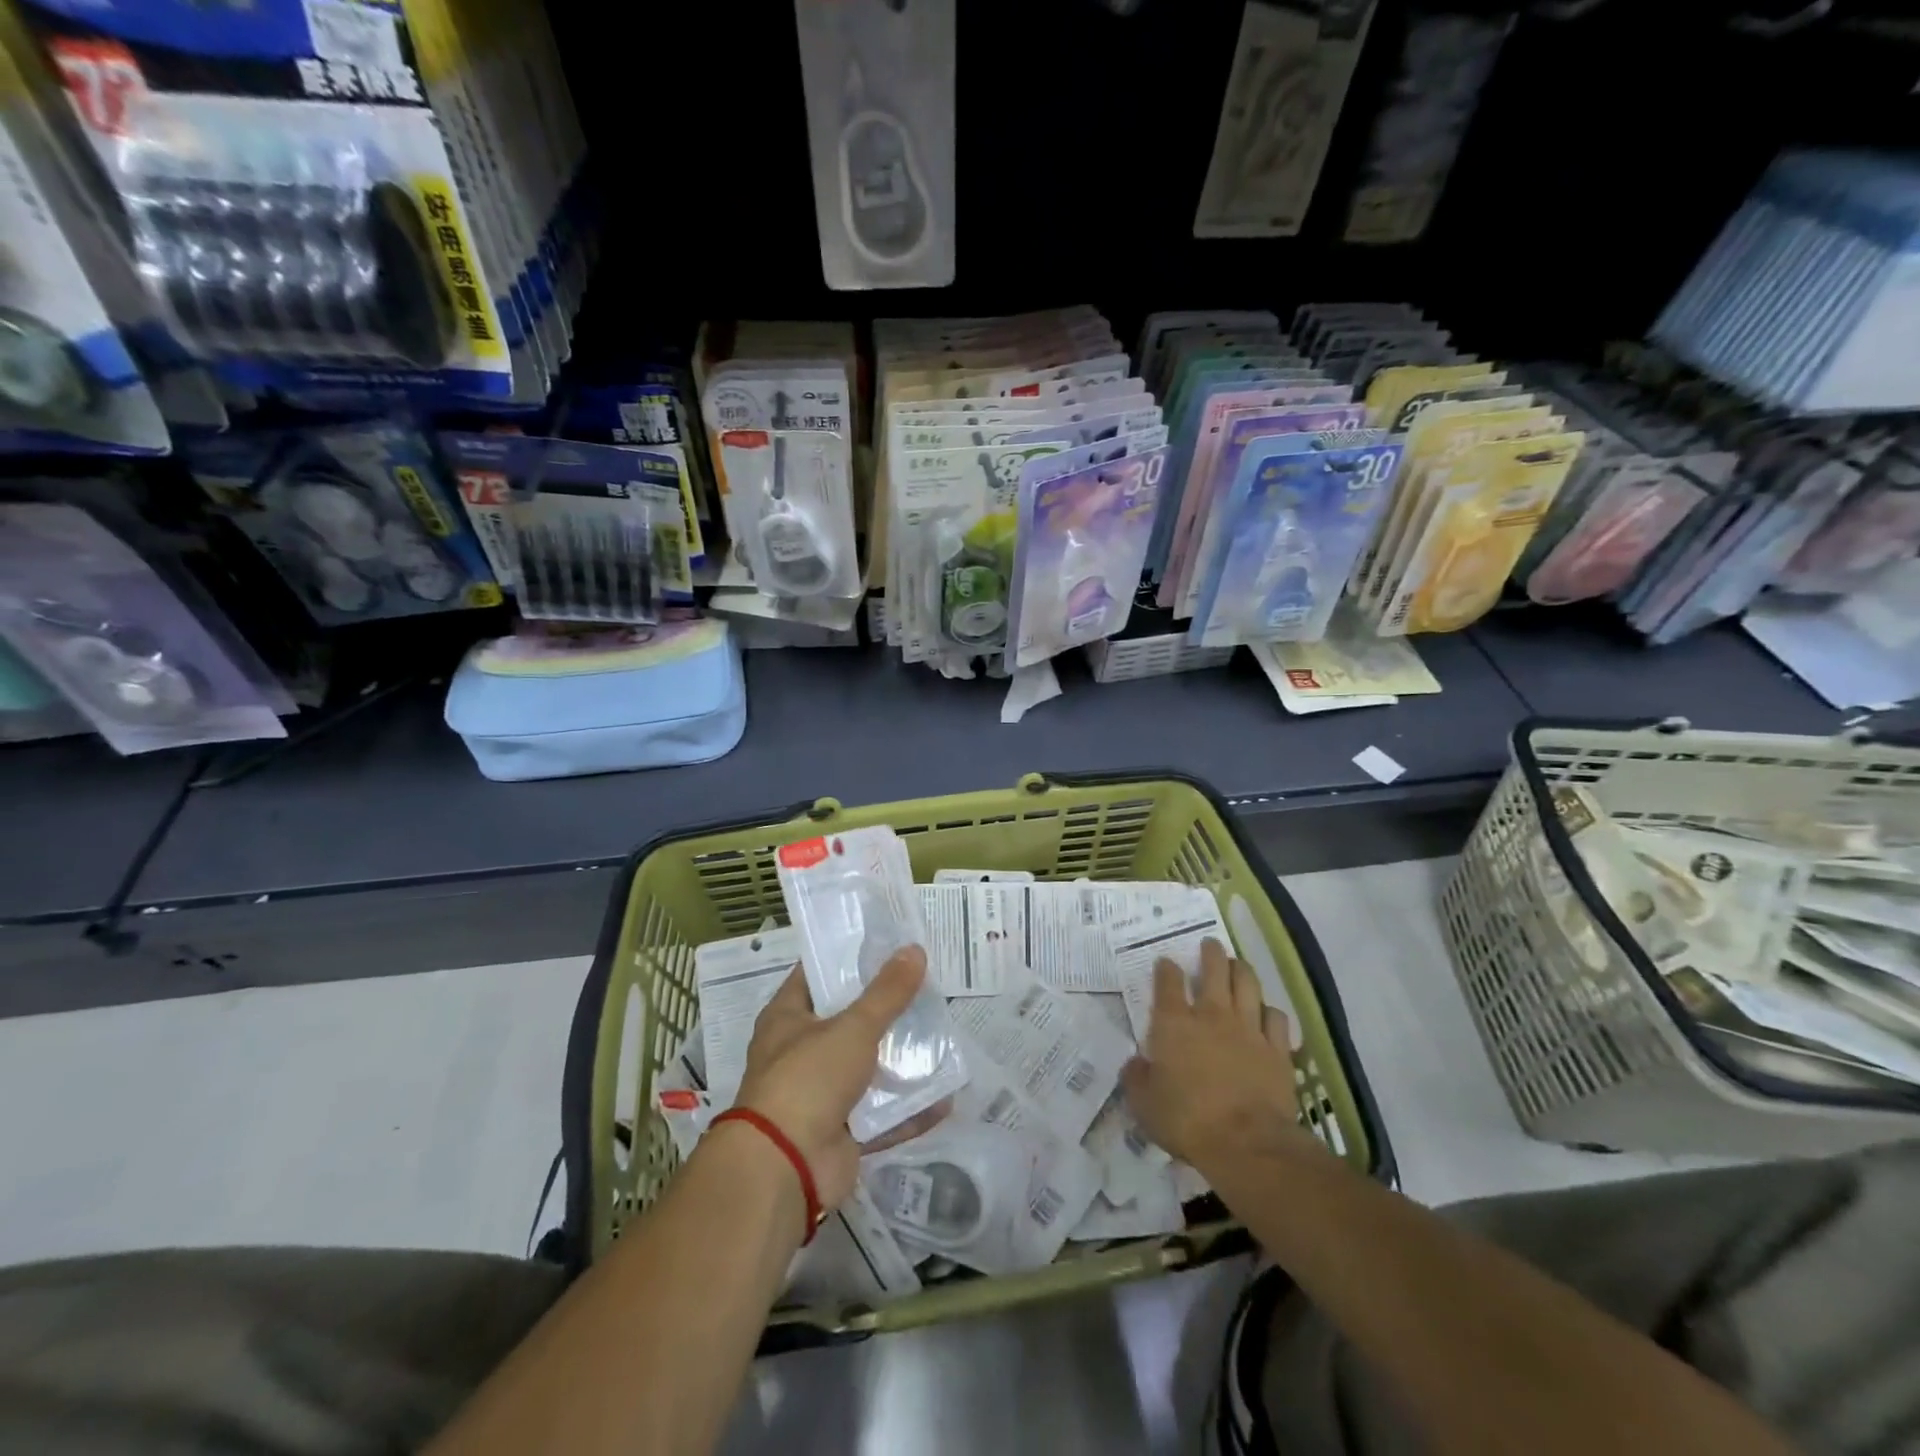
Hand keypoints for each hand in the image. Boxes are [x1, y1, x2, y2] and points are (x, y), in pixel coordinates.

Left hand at [733, 946, 948, 1208]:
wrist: (785, 1168)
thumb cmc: (808, 1079)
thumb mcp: (853, 1027)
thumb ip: (887, 992)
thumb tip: (914, 949)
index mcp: (787, 1018)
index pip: (818, 974)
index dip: (849, 957)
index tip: (888, 944)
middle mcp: (800, 1052)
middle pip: (848, 1020)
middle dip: (885, 1008)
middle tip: (925, 986)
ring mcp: (820, 1095)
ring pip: (867, 1068)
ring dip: (900, 1059)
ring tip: (940, 1036)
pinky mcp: (841, 1132)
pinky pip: (881, 1115)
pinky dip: (909, 1109)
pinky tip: (945, 1098)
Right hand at [1121, 938, 1316, 1176]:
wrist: (1246, 1143)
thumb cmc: (1186, 1120)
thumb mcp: (1144, 1103)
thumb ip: (1136, 1078)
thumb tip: (1135, 1063)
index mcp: (1173, 1023)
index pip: (1168, 982)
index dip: (1166, 968)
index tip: (1166, 963)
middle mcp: (1211, 1015)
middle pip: (1214, 969)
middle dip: (1210, 953)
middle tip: (1209, 945)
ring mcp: (1248, 1029)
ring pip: (1248, 984)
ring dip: (1241, 969)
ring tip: (1237, 964)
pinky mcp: (1277, 1049)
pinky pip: (1276, 1017)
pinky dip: (1269, 1010)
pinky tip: (1267, 1012)